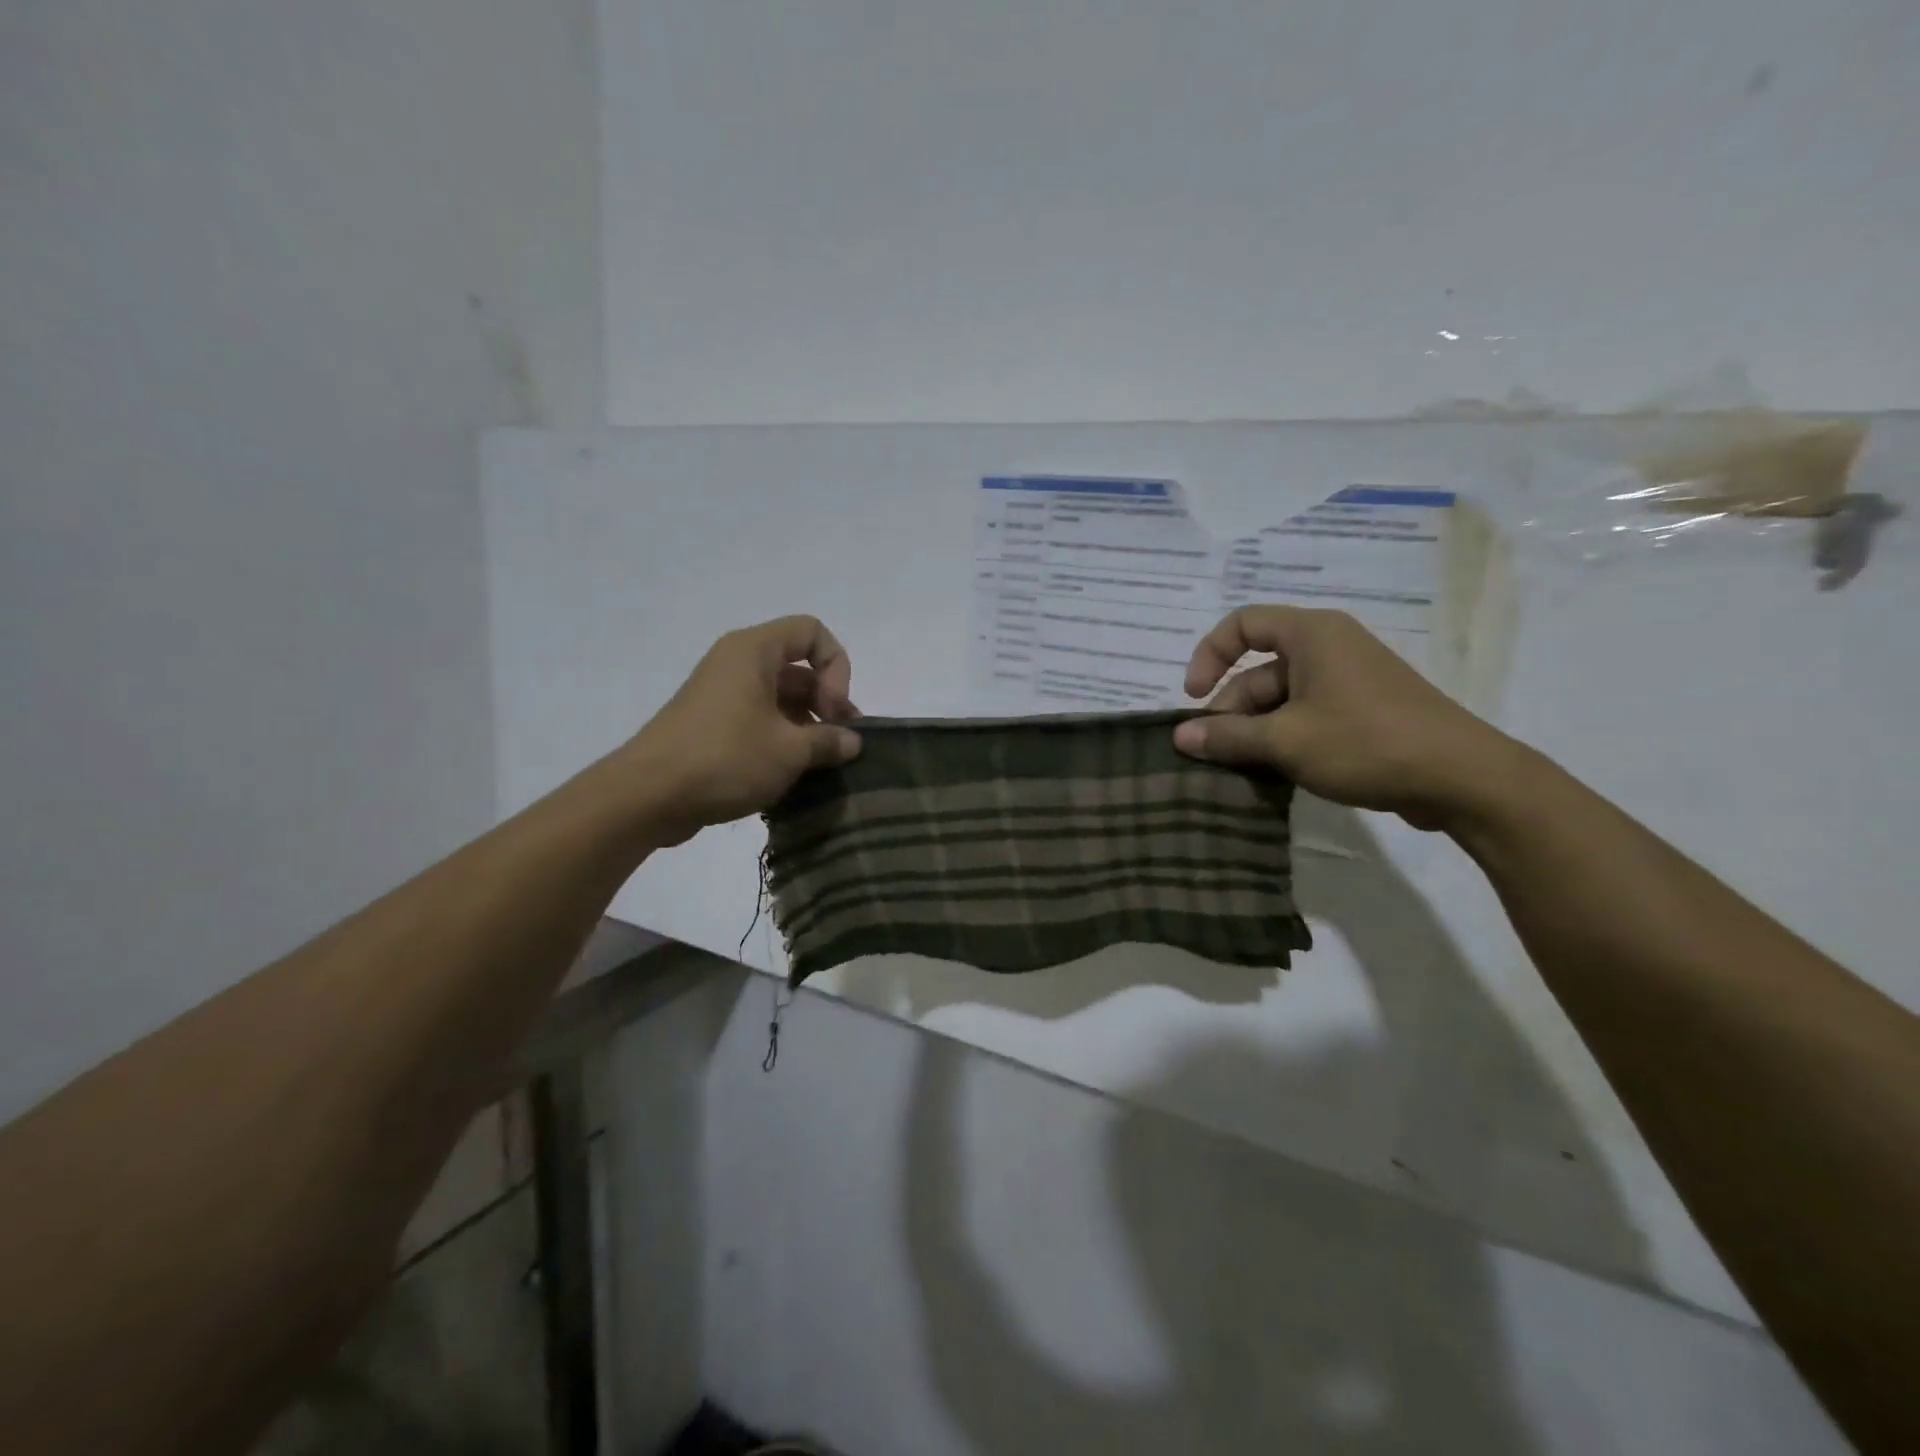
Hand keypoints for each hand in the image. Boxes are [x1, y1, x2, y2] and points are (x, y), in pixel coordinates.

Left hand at [622, 616, 862, 844]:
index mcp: (753, 651)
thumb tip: (852, 742)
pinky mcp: (713, 725)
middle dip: (827, 703)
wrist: (648, 796)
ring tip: (821, 764)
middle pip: (799, 668)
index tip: (835, 710)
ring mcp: (722, 695)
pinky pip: (759, 720)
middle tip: (839, 744)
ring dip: (807, 727)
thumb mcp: (789, 751)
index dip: (836, 667)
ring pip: (781, 698)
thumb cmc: (725, 758)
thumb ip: (829, 741)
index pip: (812, 632)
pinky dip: (782, 740)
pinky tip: (793, 774)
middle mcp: (737, 663)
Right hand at [1171, 606, 1522, 830]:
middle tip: (1216, 753)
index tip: (1195, 697)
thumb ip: (1227, 736)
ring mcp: (1349, 680)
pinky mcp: (1363, 710)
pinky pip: (1307, 715)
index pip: (1242, 624)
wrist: (1462, 778)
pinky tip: (1275, 773)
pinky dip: (1284, 738)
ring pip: (1282, 698)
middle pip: (1259, 669)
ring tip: (1243, 770)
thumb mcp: (1285, 741)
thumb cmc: (1365, 743)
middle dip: (1232, 710)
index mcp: (1311, 634)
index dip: (1209, 656)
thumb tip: (1180, 736)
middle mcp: (1329, 647)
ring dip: (1256, 731)